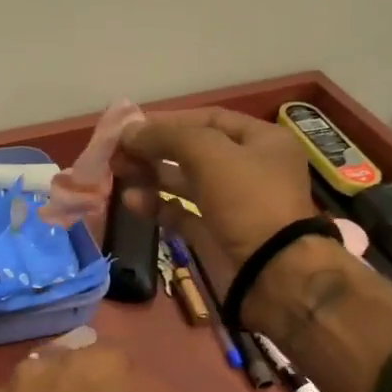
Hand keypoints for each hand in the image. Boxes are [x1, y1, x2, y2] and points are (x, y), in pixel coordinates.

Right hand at [112, 107, 317, 266]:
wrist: (272, 272)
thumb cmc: (248, 201)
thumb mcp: (210, 154)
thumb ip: (167, 136)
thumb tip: (128, 131)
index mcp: (261, 141)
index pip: (209, 119)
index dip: (170, 120)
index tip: (132, 126)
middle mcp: (248, 168)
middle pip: (193, 151)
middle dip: (155, 148)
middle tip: (119, 151)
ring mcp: (231, 204)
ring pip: (184, 182)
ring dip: (151, 175)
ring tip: (119, 172)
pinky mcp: (215, 234)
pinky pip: (181, 213)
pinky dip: (157, 205)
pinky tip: (131, 201)